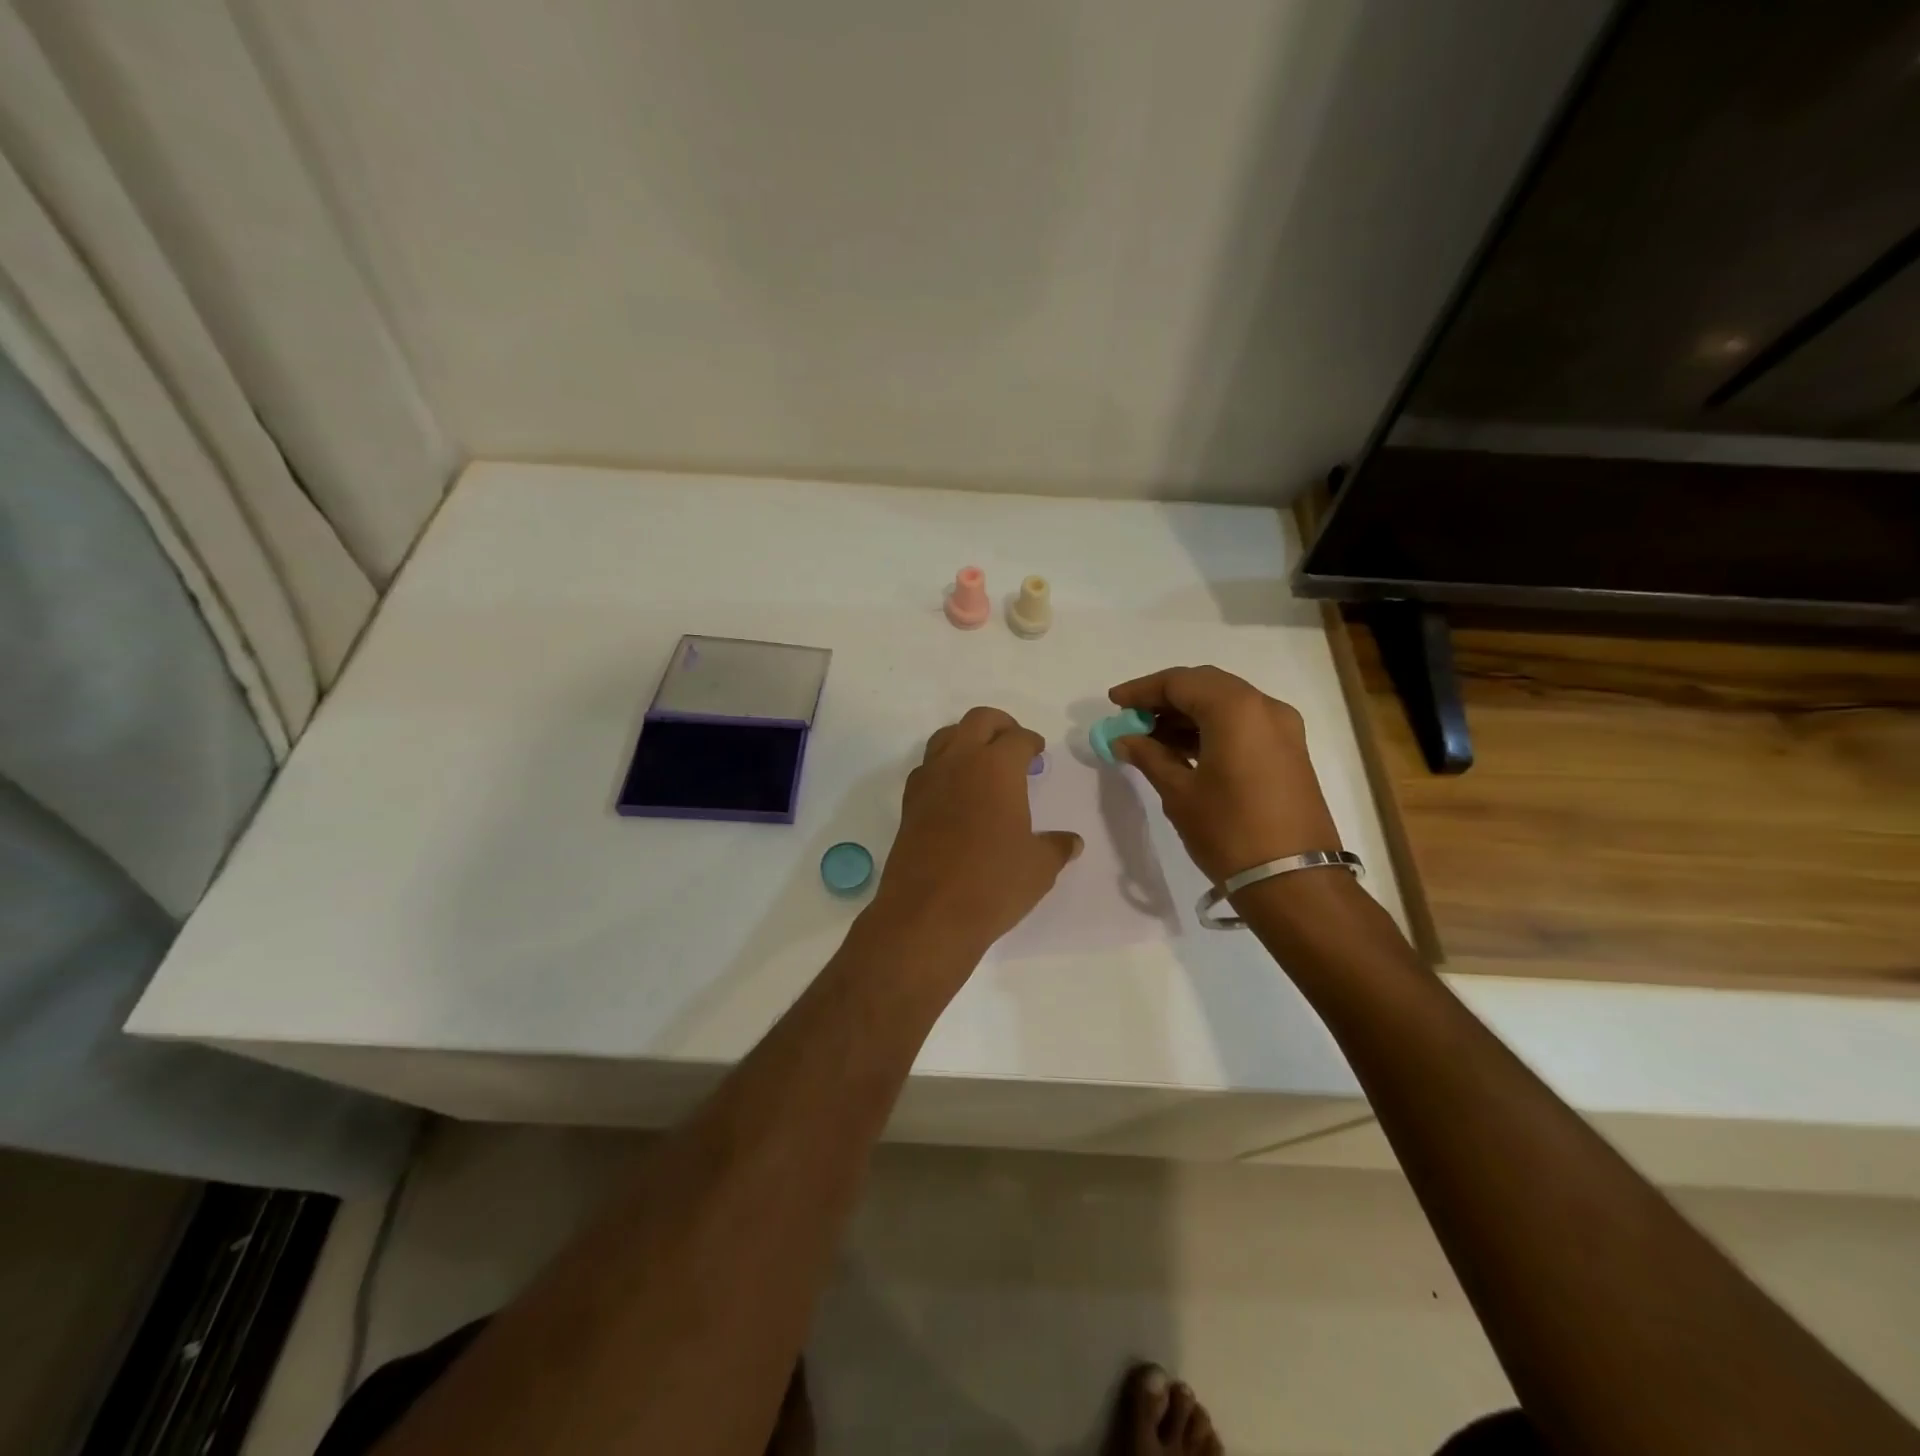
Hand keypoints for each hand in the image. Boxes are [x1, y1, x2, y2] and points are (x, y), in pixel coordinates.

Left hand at [871, 707, 1082, 957]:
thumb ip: (1056, 847)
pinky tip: (956, 793)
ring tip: (983, 764)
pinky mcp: (909, 805)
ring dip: (966, 740)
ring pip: (945, 737)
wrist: (928, 914)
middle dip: (1000, 725)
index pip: (1017, 738)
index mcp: (996, 767)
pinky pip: (928, 768)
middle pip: (978, 721)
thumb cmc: (993, 883)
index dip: (1031, 742)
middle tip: (1013, 744)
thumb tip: (1071, 842)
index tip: (1038, 753)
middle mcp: (959, 762)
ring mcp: (928, 781)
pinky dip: (944, 768)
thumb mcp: (1039, 867)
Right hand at [1107, 666, 1341, 885]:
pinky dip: (1211, 728)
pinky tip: (1182, 750)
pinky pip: (1243, 724)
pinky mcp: (1289, 752)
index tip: (1114, 703)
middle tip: (1132, 717)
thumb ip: (1149, 757)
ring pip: (1226, 704)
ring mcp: (1283, 729)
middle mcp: (1264, 707)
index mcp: (1236, 709)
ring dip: (1187, 714)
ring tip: (1150, 737)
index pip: (1180, 682)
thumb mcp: (1179, 793)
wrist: (1294, 881)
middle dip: (1165, 698)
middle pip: (1206, 686)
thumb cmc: (1229, 832)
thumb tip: (1123, 739)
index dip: (1142, 690)